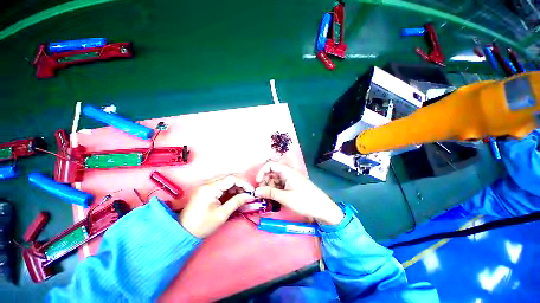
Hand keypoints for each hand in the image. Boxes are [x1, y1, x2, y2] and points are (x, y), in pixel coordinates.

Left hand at [180, 175, 253, 237]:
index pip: (231, 179)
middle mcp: (207, 184)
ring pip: (225, 181)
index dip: (243, 183)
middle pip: (228, 178)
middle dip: (240, 185)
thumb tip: (249, 196)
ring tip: (242, 196)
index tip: (251, 191)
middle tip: (247, 194)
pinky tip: (234, 196)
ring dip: (235, 187)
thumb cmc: (202, 225)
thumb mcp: (222, 214)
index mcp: (210, 188)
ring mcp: (206, 186)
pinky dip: (229, 190)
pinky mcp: (205, 190)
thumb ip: (236, 202)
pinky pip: (220, 186)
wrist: (183, 233)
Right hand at [254, 161, 343, 224]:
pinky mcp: (293, 185)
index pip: (270, 165)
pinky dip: (276, 190)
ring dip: (270, 186)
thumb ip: (270, 193)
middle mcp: (288, 173)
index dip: (262, 172)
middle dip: (265, 181)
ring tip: (268, 197)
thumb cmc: (305, 201)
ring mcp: (291, 179)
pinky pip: (281, 185)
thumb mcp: (286, 198)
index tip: (258, 183)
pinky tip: (274, 198)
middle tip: (262, 193)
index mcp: (287, 171)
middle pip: (272, 172)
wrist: (323, 209)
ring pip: (276, 179)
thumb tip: (255, 191)